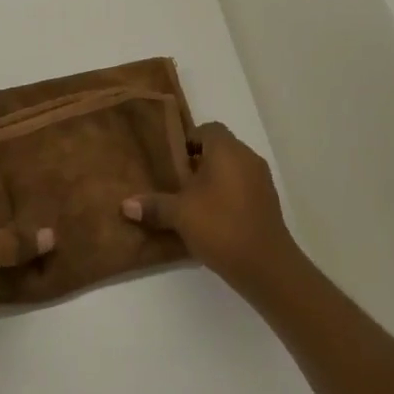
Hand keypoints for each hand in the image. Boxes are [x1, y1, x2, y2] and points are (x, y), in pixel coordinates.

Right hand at [121, 122, 299, 292]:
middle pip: (220, 148)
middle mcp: (247, 157)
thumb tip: (126, 205)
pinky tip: (213, 218)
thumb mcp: (180, 215)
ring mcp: (261, 179)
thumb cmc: (220, 226)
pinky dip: (228, 194)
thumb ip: (154, 206)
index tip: (174, 162)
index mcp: (227, 150)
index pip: (208, 129)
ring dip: (214, 179)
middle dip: (199, 162)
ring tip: (193, 202)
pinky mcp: (268, 201)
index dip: (189, 141)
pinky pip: (243, 186)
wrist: (266, 264)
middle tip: (178, 183)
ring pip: (233, 168)